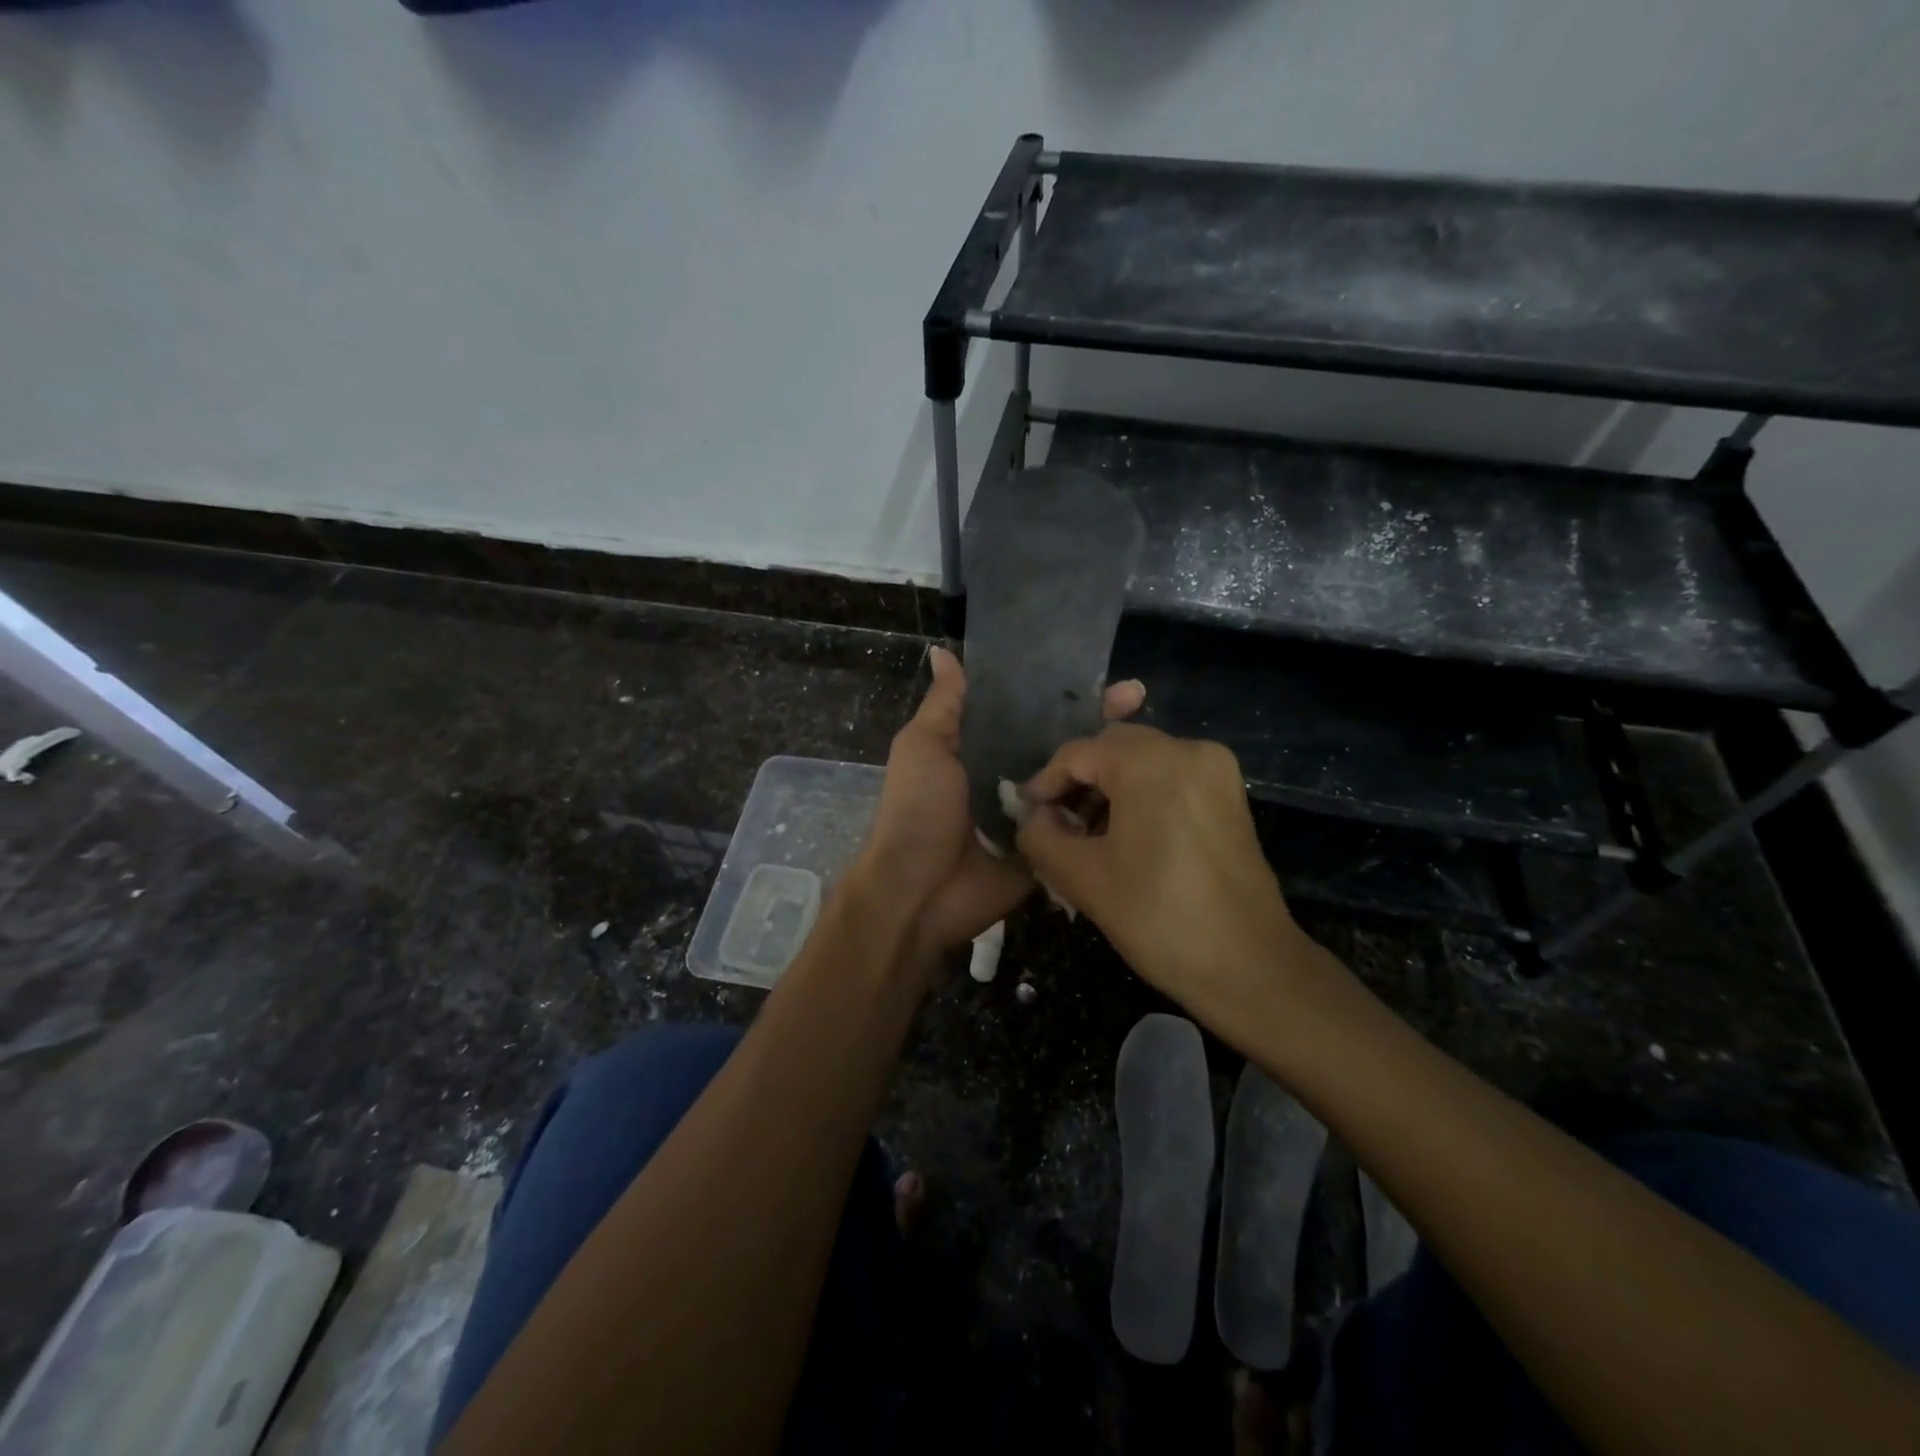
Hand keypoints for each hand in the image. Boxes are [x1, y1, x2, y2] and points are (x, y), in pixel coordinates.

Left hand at [853, 646, 1143, 962]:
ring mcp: (1037, 814)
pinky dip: (1106, 809)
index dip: (1062, 692)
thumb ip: (945, 705)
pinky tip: (1145, 788)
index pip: (1032, 711)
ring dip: (1110, 763)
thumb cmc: (917, 811)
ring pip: (1079, 780)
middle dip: (1097, 721)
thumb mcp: (923, 747)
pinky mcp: (1052, 849)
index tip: (1095, 670)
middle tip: (1137, 699)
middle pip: (1062, 743)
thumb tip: (943, 650)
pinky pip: (1082, 825)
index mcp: (984, 748)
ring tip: (1149, 739)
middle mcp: (1014, 775)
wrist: (918, 891)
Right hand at [1015, 724, 1314, 1018]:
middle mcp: (1189, 750)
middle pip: (1113, 749)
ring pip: (1142, 762)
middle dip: (1078, 783)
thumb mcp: (1082, 878)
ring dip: (1108, 790)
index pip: (1078, 753)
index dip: (1044, 783)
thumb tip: (1033, 817)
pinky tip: (1125, 838)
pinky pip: (1170, 779)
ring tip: (1086, 838)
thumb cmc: (1159, 917)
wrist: (1249, 966)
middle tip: (1055, 826)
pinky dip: (1140, 797)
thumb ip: (1040, 836)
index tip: (1026, 816)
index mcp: (1152, 762)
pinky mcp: (1230, 796)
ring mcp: (1216, 771)